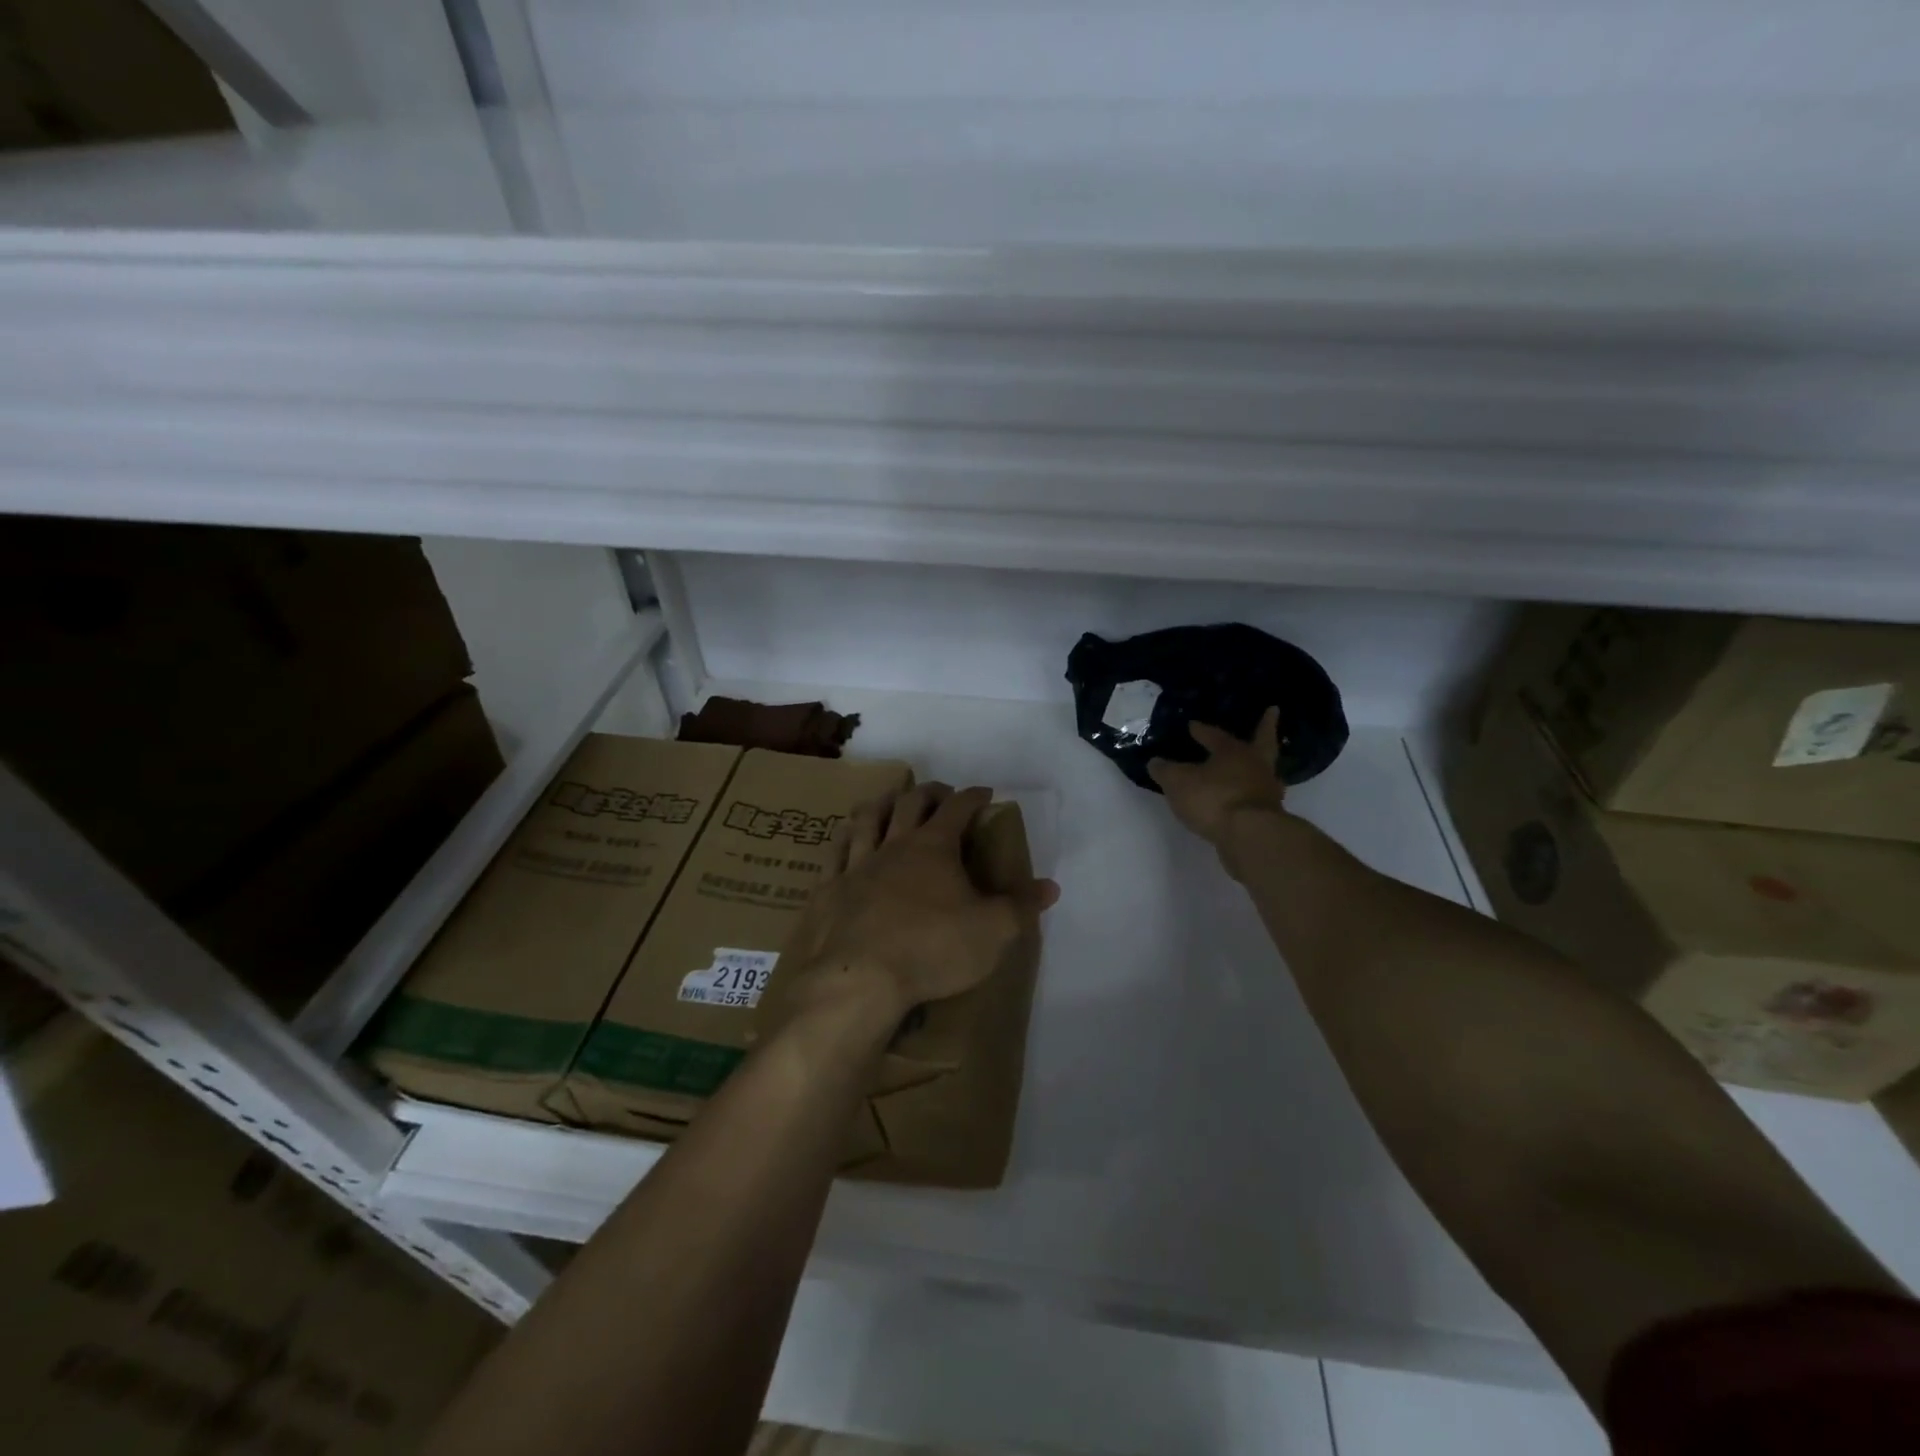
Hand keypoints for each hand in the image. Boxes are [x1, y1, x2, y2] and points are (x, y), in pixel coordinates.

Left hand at [773, 783, 1059, 1029]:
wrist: (859, 980)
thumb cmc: (932, 949)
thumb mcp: (992, 932)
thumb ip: (1021, 907)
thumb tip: (1050, 887)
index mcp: (934, 848)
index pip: (958, 808)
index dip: (973, 797)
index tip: (984, 793)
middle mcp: (893, 846)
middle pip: (909, 804)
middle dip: (928, 793)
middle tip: (939, 794)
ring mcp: (856, 866)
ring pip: (866, 820)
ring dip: (881, 805)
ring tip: (888, 802)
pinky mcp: (828, 891)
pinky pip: (833, 854)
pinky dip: (842, 840)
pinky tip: (844, 839)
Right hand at [1148, 707, 1288, 863]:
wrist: (1250, 836)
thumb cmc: (1213, 798)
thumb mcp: (1178, 782)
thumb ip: (1165, 771)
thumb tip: (1155, 762)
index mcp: (1233, 751)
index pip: (1215, 735)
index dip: (1202, 730)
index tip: (1192, 725)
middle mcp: (1255, 765)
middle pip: (1263, 741)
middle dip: (1266, 727)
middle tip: (1273, 712)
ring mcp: (1266, 790)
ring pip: (1264, 769)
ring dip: (1258, 764)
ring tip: (1253, 762)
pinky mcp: (1270, 814)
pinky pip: (1258, 796)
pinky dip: (1251, 793)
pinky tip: (1243, 797)